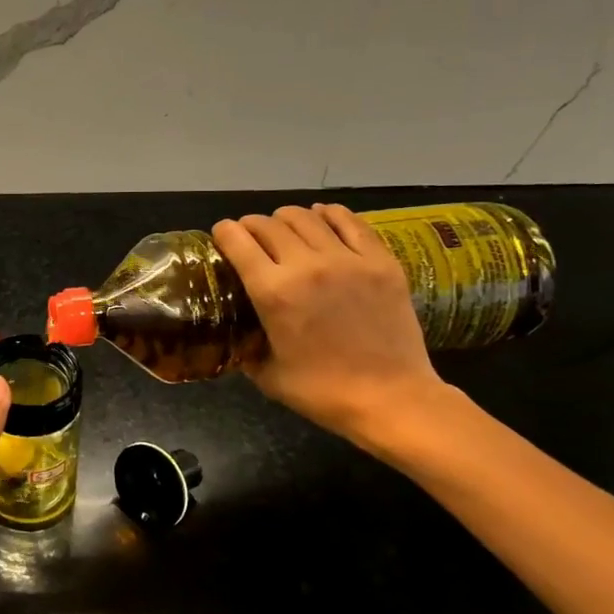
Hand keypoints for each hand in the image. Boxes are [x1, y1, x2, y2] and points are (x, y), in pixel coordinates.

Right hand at [213, 204, 449, 442]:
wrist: (391, 399)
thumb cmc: (322, 392)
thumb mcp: (265, 373)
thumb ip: (246, 344)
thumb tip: (236, 331)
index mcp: (273, 292)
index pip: (237, 240)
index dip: (224, 233)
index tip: (222, 237)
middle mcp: (306, 265)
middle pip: (268, 224)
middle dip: (252, 226)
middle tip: (251, 238)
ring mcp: (347, 259)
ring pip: (306, 217)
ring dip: (286, 218)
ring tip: (284, 228)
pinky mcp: (380, 261)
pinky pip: (349, 222)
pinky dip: (329, 214)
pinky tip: (322, 218)